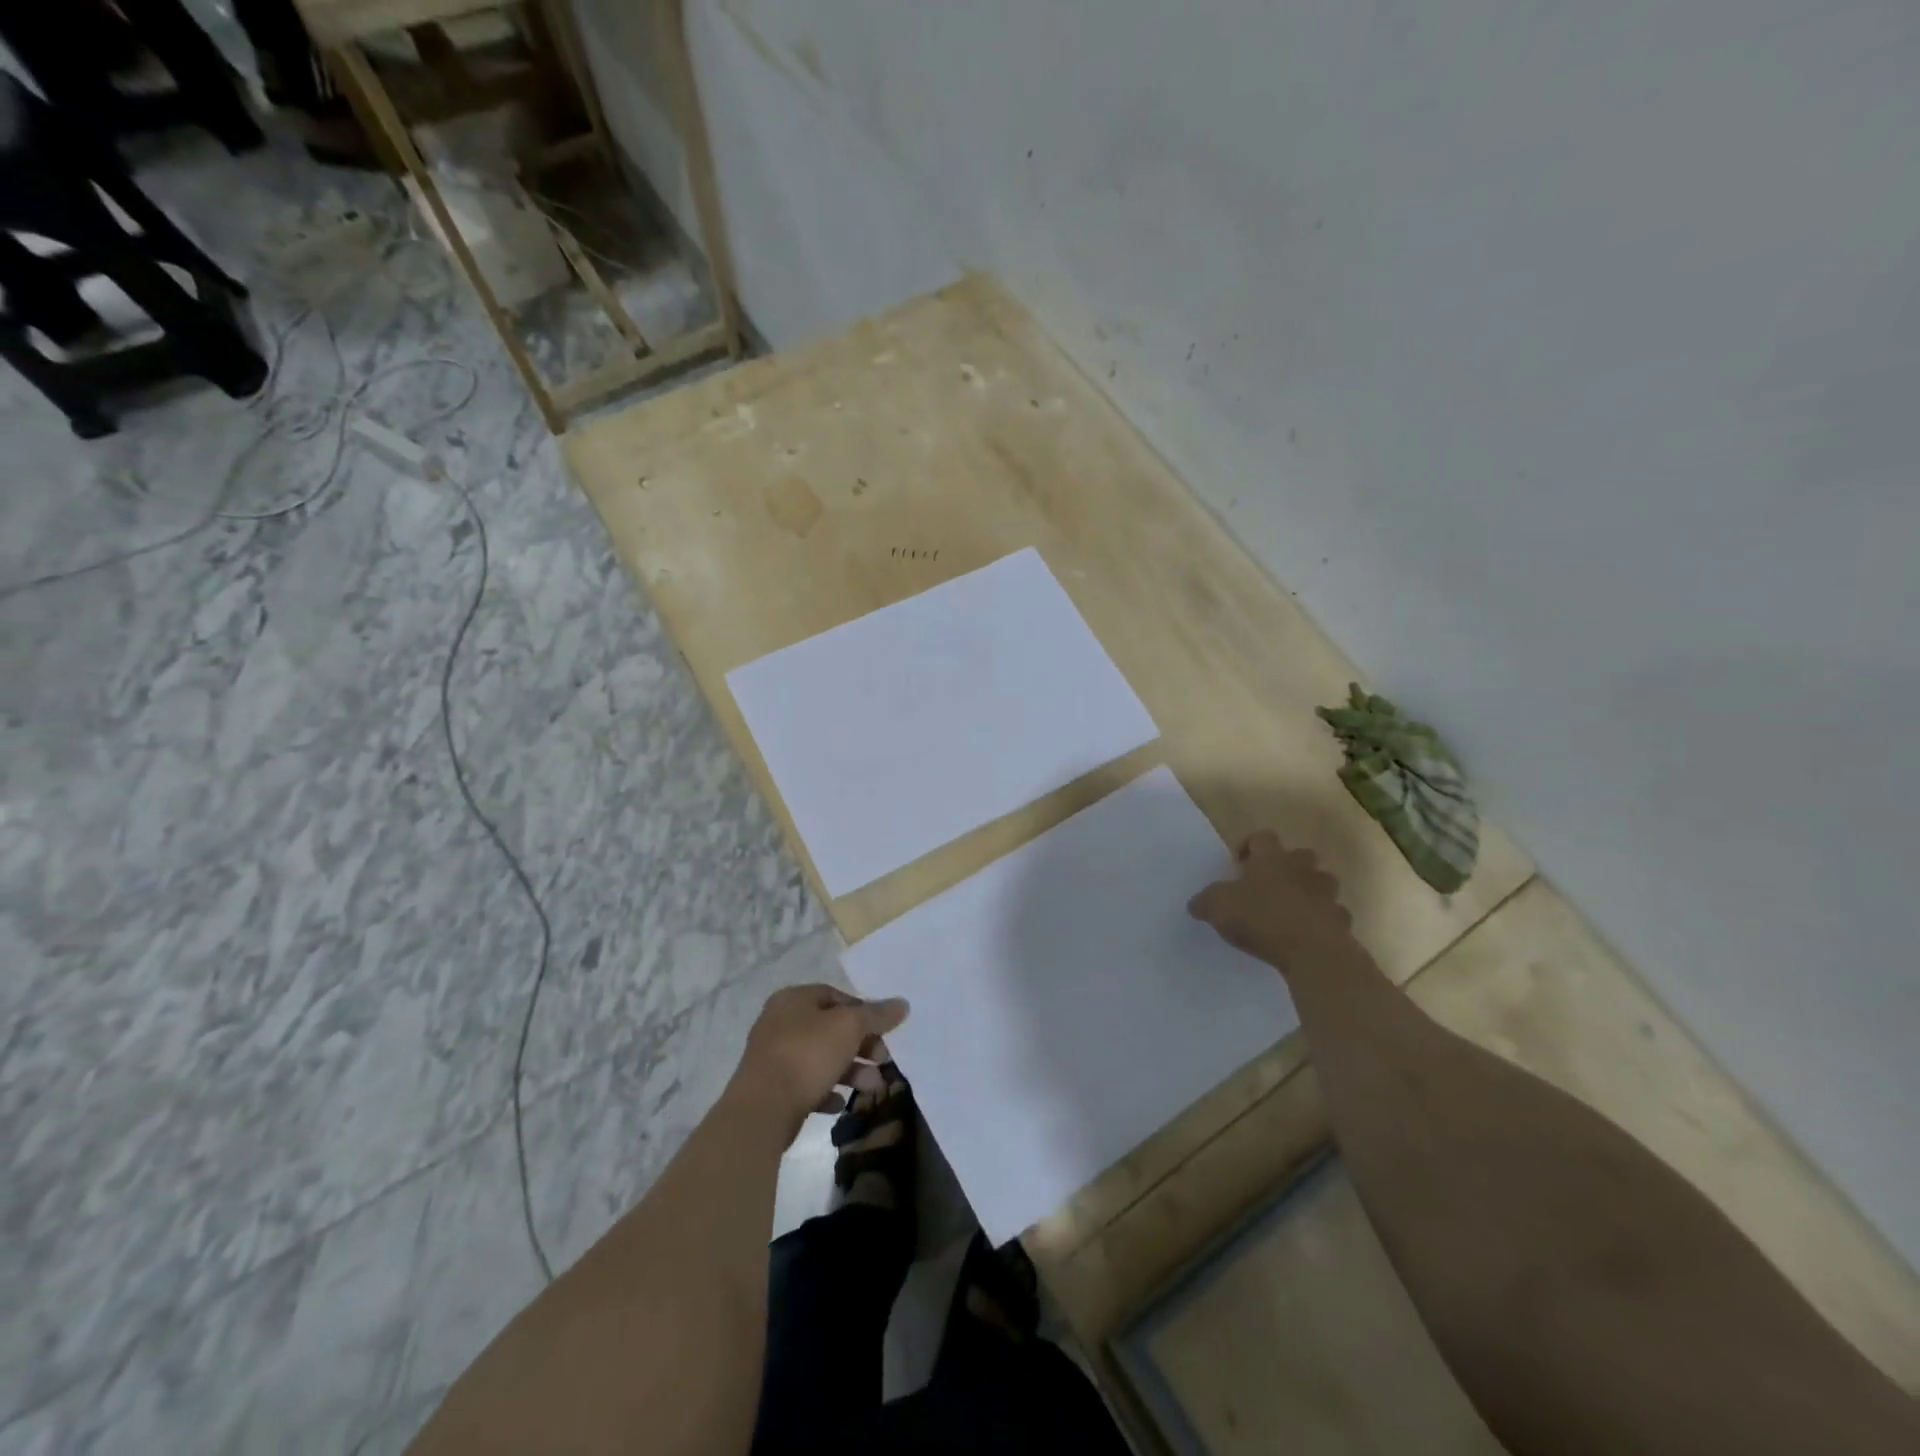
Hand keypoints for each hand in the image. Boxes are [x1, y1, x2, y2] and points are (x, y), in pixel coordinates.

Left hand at [731, 984, 909, 1132]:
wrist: (762, 1109)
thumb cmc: (807, 1055)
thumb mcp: (849, 1027)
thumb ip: (876, 1015)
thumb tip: (902, 1004)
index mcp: (793, 999)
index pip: (835, 996)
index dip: (862, 1011)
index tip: (883, 1030)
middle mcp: (780, 1023)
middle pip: (830, 1029)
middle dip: (861, 1046)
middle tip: (883, 1060)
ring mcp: (774, 1058)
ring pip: (821, 1059)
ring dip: (850, 1072)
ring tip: (872, 1088)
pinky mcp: (772, 1089)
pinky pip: (806, 1085)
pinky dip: (826, 1091)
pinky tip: (840, 1103)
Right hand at [1188, 831, 1357, 974]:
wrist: (1312, 951)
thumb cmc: (1261, 918)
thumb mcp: (1217, 907)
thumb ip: (1205, 902)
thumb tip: (1196, 904)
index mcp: (1271, 859)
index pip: (1262, 837)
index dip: (1250, 846)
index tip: (1239, 864)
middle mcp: (1302, 869)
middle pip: (1301, 855)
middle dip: (1288, 866)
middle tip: (1269, 884)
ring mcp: (1327, 895)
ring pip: (1322, 883)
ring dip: (1310, 891)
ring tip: (1291, 909)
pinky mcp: (1341, 922)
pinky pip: (1333, 915)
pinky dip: (1323, 921)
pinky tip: (1308, 935)